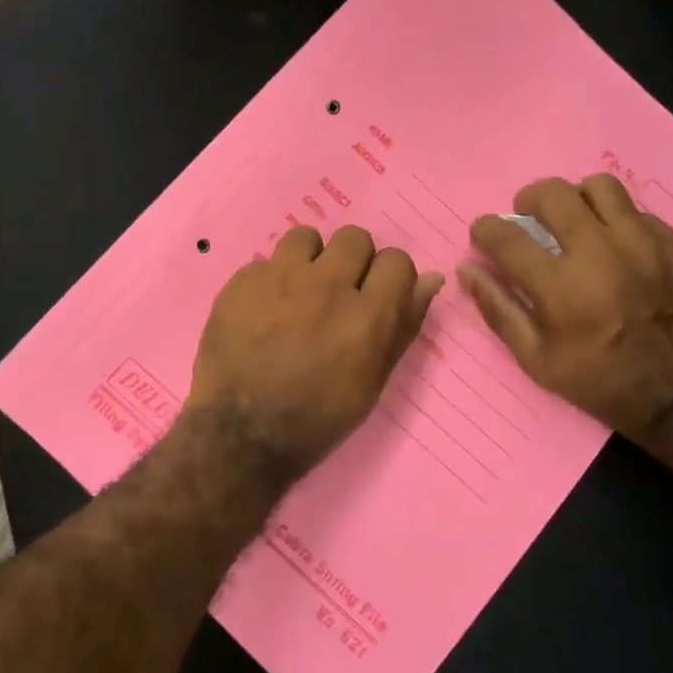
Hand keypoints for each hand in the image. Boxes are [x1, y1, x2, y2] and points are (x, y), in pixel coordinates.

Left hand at [188, 225, 443, 481]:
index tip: (375, 296)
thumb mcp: (372, 382)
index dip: (389, 278)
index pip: (397, 260)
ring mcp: (280, 280)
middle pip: (354, 238)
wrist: (241, 435)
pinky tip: (261, 311)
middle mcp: (327, 286)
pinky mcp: (241, 283)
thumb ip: (403, 326)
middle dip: (351, 262)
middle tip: (336, 293)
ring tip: (297, 291)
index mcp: (368, 316)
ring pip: (306, 237)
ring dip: (308, 260)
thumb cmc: (317, 419)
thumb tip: (432, 280)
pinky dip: (268, 282)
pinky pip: (264, 263)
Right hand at [458, 174, 672, 445]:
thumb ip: (499, 310)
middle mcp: (601, 253)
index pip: (506, 236)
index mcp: (561, 286)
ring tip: (575, 221)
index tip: (484, 234)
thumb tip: (467, 270)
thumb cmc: (601, 381)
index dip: (485, 229)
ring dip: (577, 200)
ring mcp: (645, 244)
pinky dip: (617, 223)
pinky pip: (639, 212)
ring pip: (600, 187)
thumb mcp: (537, 361)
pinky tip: (617, 248)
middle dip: (528, 200)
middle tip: (529, 218)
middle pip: (553, 194)